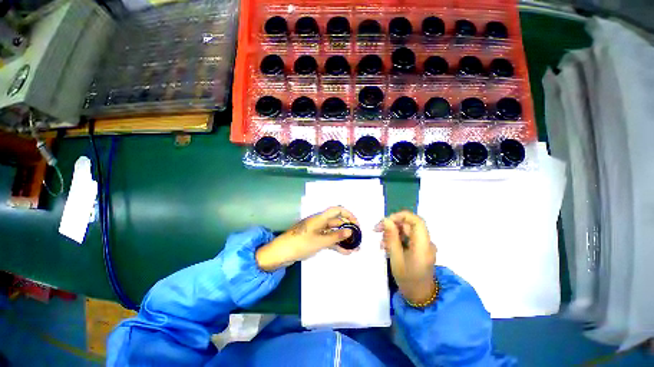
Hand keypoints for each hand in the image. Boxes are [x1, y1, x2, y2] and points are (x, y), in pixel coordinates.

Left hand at [256, 206, 358, 271]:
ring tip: (354, 248)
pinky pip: (328, 240)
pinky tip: (345, 252)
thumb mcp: (320, 241)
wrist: (281, 253)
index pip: (337, 210)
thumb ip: (336, 236)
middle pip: (337, 221)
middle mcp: (320, 222)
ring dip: (343, 238)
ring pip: (333, 232)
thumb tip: (350, 231)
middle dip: (348, 228)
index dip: (348, 214)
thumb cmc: (300, 244)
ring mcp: (317, 231)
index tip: (356, 224)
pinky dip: (336, 244)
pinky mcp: (314, 239)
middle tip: (358, 238)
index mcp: (320, 218)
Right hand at [375, 211, 436, 304]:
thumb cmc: (407, 279)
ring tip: (381, 243)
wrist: (420, 296)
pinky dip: (396, 238)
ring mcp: (423, 245)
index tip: (386, 221)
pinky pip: (407, 237)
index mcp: (423, 245)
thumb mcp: (396, 258)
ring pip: (406, 230)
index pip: (416, 221)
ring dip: (392, 232)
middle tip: (377, 230)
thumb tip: (386, 220)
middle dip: (392, 225)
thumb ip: (392, 238)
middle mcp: (426, 242)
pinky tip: (387, 246)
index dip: (400, 216)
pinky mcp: (419, 248)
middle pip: (409, 224)